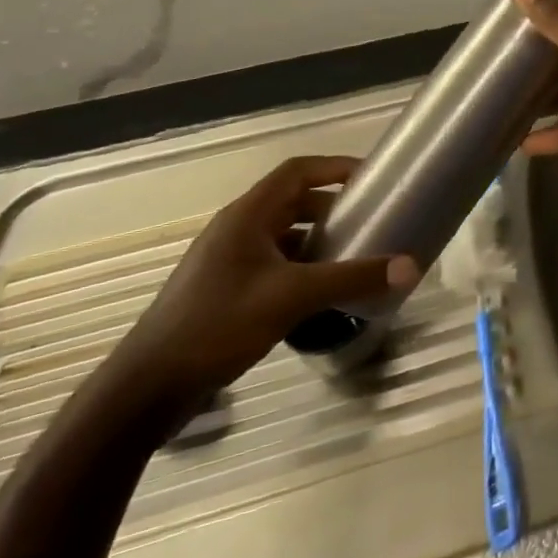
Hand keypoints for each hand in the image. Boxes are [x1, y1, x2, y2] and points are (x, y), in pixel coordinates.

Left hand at [104, 156, 419, 414]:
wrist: (146, 389)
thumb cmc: (217, 325)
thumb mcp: (293, 297)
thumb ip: (352, 279)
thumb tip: (411, 267)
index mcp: (247, 216)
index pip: (298, 171)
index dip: (336, 167)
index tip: (373, 179)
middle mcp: (236, 230)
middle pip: (293, 202)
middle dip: (334, 208)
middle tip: (371, 222)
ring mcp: (227, 262)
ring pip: (284, 236)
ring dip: (319, 240)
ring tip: (354, 256)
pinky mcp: (225, 291)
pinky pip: (274, 264)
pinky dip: (302, 268)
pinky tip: (322, 293)